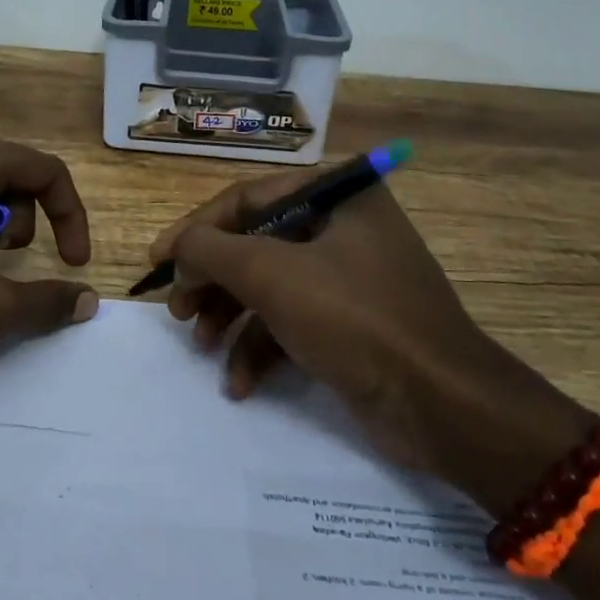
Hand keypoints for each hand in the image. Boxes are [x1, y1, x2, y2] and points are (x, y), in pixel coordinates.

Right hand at [155, 170, 583, 490]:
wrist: (442, 405)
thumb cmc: (356, 320)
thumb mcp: (272, 275)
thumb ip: (211, 250)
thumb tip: (176, 247)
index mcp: (337, 194)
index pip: (247, 198)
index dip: (196, 230)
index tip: (157, 263)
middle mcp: (344, 226)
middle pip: (255, 244)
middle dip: (212, 281)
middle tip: (179, 313)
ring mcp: (349, 276)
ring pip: (269, 286)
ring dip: (231, 318)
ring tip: (203, 347)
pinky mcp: (351, 323)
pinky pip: (292, 321)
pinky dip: (262, 348)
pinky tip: (241, 382)